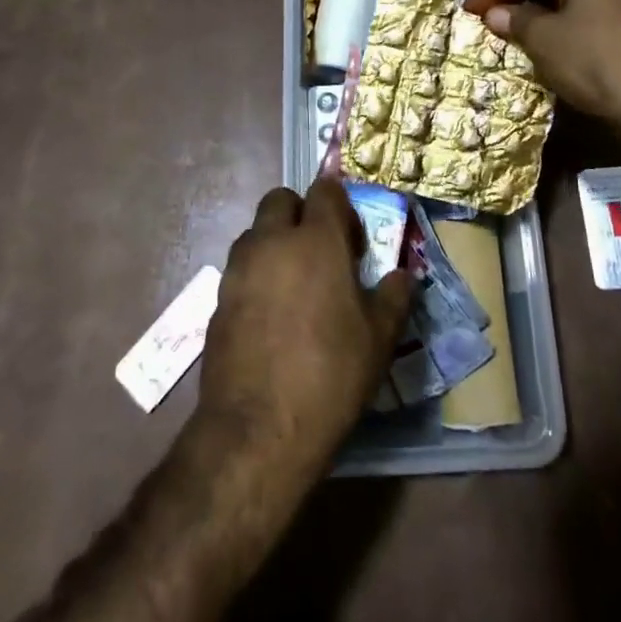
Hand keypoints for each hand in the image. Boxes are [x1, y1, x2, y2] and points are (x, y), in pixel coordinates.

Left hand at [196, 177, 411, 483]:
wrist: (257, 430)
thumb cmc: (329, 376)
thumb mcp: (379, 339)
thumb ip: (393, 297)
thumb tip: (402, 276)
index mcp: (316, 240)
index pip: (325, 190)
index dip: (340, 204)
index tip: (351, 237)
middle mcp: (272, 241)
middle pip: (281, 199)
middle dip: (300, 213)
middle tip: (321, 252)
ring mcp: (239, 268)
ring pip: (256, 232)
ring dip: (275, 242)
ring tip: (295, 286)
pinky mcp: (218, 298)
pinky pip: (240, 268)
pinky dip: (257, 275)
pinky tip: (272, 316)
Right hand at [465, 0, 620, 130]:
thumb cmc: (595, 61)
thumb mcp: (545, 40)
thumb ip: (516, 20)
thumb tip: (496, 14)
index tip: (470, 10)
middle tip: (490, 19)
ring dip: (541, 13)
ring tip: (515, 34)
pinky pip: (592, 15)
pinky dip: (565, 25)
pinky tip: (553, 48)